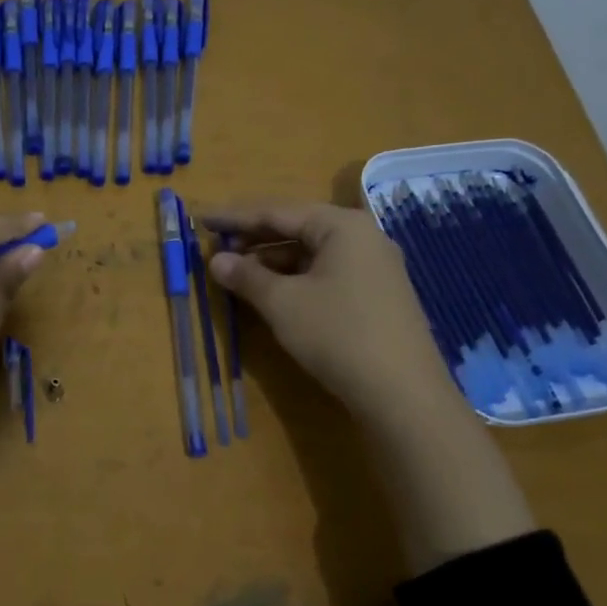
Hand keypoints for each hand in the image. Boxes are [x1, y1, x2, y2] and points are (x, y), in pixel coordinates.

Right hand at [205, 201, 533, 569]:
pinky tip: (275, 295)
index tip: (203, 220)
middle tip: (217, 249)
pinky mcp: (379, 295)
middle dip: (255, 240)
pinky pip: (328, 274)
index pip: (278, 212)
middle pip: (298, 228)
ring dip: (274, 262)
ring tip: (239, 276)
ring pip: (313, 254)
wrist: (403, 393)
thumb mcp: (283, 304)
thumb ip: (247, 276)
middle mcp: (363, 237)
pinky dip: (297, 279)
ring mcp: (375, 267)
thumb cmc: (338, 335)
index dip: (236, 217)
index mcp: (342, 226)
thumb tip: (216, 260)